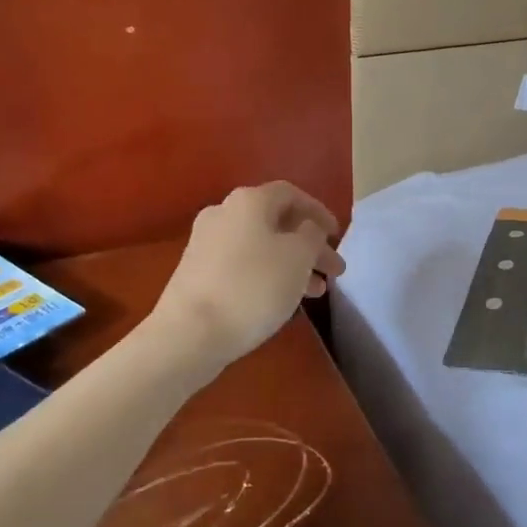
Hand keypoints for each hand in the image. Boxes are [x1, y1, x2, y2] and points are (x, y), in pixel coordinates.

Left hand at [152, 182, 344, 366]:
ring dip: (292, 264)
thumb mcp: (298, 257)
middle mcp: (224, 213)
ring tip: (316, 292)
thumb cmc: (253, 287)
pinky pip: (242, 264)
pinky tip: (282, 298)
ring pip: (261, 246)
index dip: (318, 212)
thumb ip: (312, 235)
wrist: (189, 333)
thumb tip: (307, 228)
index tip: (337, 235)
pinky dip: (267, 274)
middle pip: (276, 222)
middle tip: (335, 271)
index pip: (291, 194)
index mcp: (249, 200)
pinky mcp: (197, 272)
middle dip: (309, 245)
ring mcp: (206, 243)